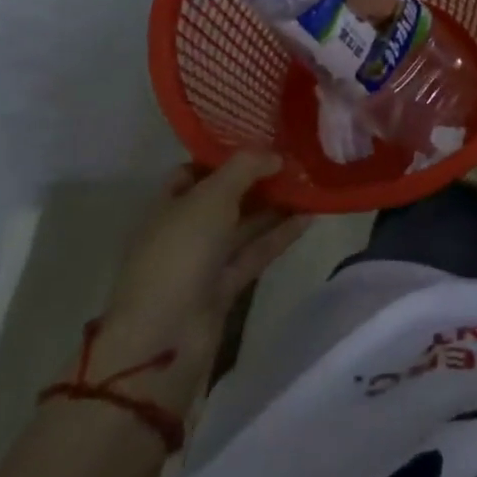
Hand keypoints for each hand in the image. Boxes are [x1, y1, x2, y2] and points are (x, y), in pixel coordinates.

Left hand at [97, 151, 309, 376]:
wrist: (165, 337)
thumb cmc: (180, 253)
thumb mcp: (212, 196)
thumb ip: (246, 167)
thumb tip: (277, 156)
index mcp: (168, 205)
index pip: (195, 171)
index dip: (225, 155)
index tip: (263, 140)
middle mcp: (185, 230)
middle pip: (225, 197)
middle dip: (258, 179)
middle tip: (296, 158)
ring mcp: (204, 260)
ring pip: (244, 224)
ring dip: (275, 205)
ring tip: (312, 182)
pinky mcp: (225, 286)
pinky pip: (257, 251)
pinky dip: (281, 234)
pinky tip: (310, 215)